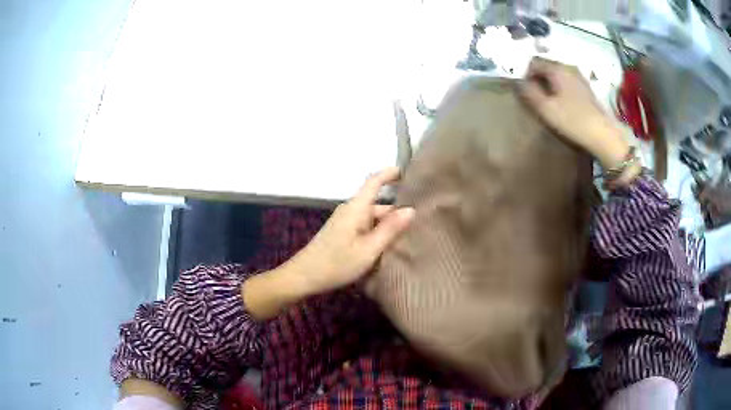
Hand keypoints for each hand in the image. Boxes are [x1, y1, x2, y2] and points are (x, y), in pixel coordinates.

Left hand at [286, 167, 414, 294]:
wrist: (304, 276)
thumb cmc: (337, 263)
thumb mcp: (368, 249)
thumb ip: (390, 229)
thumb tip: (410, 209)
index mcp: (356, 208)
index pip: (374, 182)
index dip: (390, 174)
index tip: (407, 172)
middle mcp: (350, 210)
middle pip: (377, 204)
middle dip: (397, 211)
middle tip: (420, 222)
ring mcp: (345, 221)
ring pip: (372, 217)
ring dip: (388, 224)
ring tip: (409, 237)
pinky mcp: (342, 232)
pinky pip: (365, 226)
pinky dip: (378, 231)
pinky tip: (387, 245)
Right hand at [518, 57, 629, 168]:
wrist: (602, 135)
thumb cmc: (572, 120)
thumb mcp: (545, 108)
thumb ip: (529, 92)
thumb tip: (518, 82)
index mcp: (557, 68)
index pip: (534, 62)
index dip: (524, 73)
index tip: (522, 88)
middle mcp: (568, 67)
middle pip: (546, 66)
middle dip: (537, 77)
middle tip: (532, 95)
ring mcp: (579, 77)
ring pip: (557, 74)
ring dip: (549, 83)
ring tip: (546, 99)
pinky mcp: (586, 88)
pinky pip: (567, 81)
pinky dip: (560, 87)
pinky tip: (561, 102)